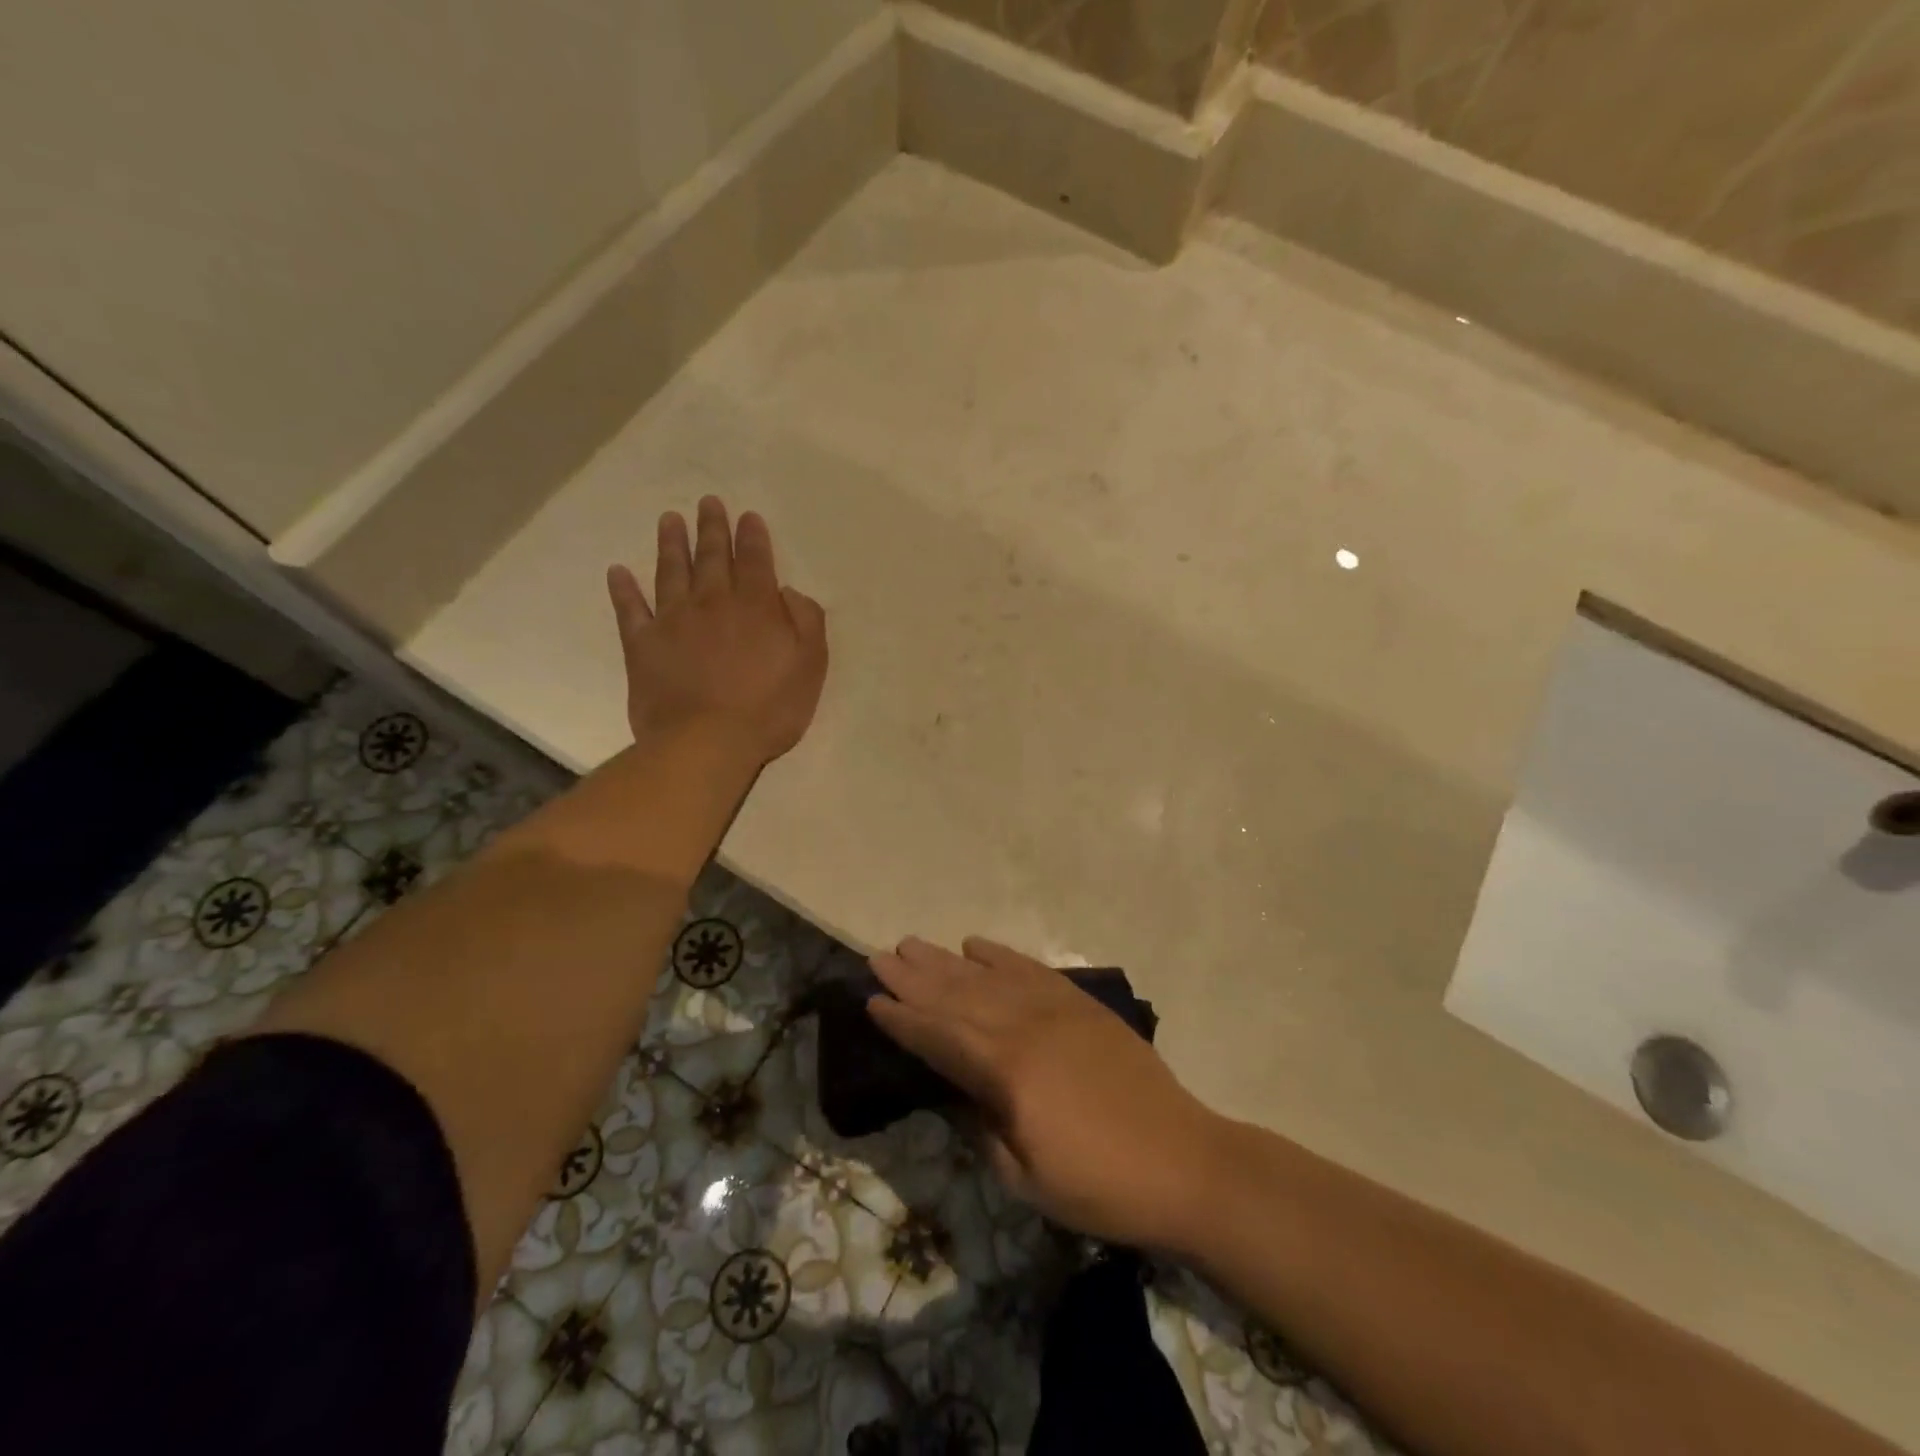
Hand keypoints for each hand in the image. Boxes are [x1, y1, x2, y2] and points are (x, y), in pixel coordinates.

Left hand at [606, 497, 827, 764]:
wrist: (707, 742)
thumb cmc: (769, 709)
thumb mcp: (810, 667)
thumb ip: (806, 623)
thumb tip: (788, 593)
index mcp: (755, 607)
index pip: (754, 561)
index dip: (752, 536)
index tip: (747, 516)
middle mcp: (712, 603)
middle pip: (711, 557)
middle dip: (711, 528)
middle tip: (707, 502)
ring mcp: (673, 621)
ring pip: (671, 572)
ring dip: (670, 544)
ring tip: (669, 520)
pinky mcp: (643, 645)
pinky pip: (630, 610)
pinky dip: (623, 590)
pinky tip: (618, 572)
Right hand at [867, 936, 1222, 1249]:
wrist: (1184, 1161)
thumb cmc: (1099, 1184)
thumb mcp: (1025, 1178)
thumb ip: (983, 1126)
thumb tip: (959, 1090)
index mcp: (1007, 1072)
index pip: (940, 1037)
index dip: (903, 1019)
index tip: (871, 999)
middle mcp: (1024, 1027)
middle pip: (957, 996)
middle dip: (914, 978)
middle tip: (879, 957)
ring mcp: (1055, 1008)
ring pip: (987, 976)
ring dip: (946, 961)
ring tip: (913, 943)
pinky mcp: (1081, 1003)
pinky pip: (1031, 969)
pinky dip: (1000, 955)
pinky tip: (976, 945)